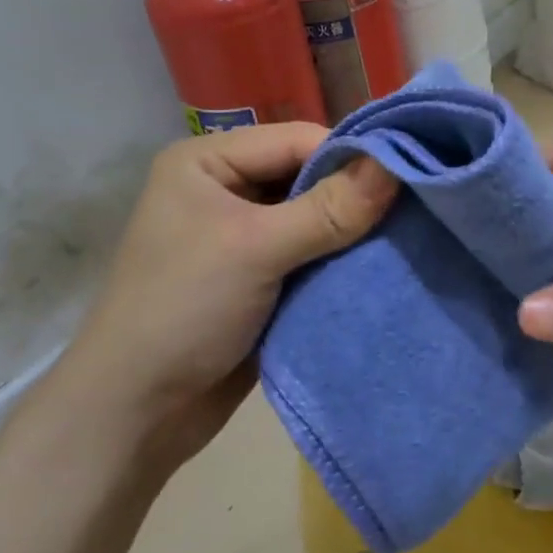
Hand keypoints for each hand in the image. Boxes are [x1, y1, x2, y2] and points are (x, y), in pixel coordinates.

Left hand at [60, 125, 395, 468]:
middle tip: (415, 208)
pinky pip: (314, 252)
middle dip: (356, 193)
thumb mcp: (256, 249)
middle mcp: (227, 188)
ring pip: (317, 216)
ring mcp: (245, 234)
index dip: (351, 155)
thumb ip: (329, 208)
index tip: (409, 176)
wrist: (137, 413)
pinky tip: (380, 263)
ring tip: (407, 235)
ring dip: (353, 230)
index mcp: (209, 161)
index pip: (298, 139)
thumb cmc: (183, 310)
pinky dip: (342, 258)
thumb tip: (397, 166)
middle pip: (310, 175)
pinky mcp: (262, 275)